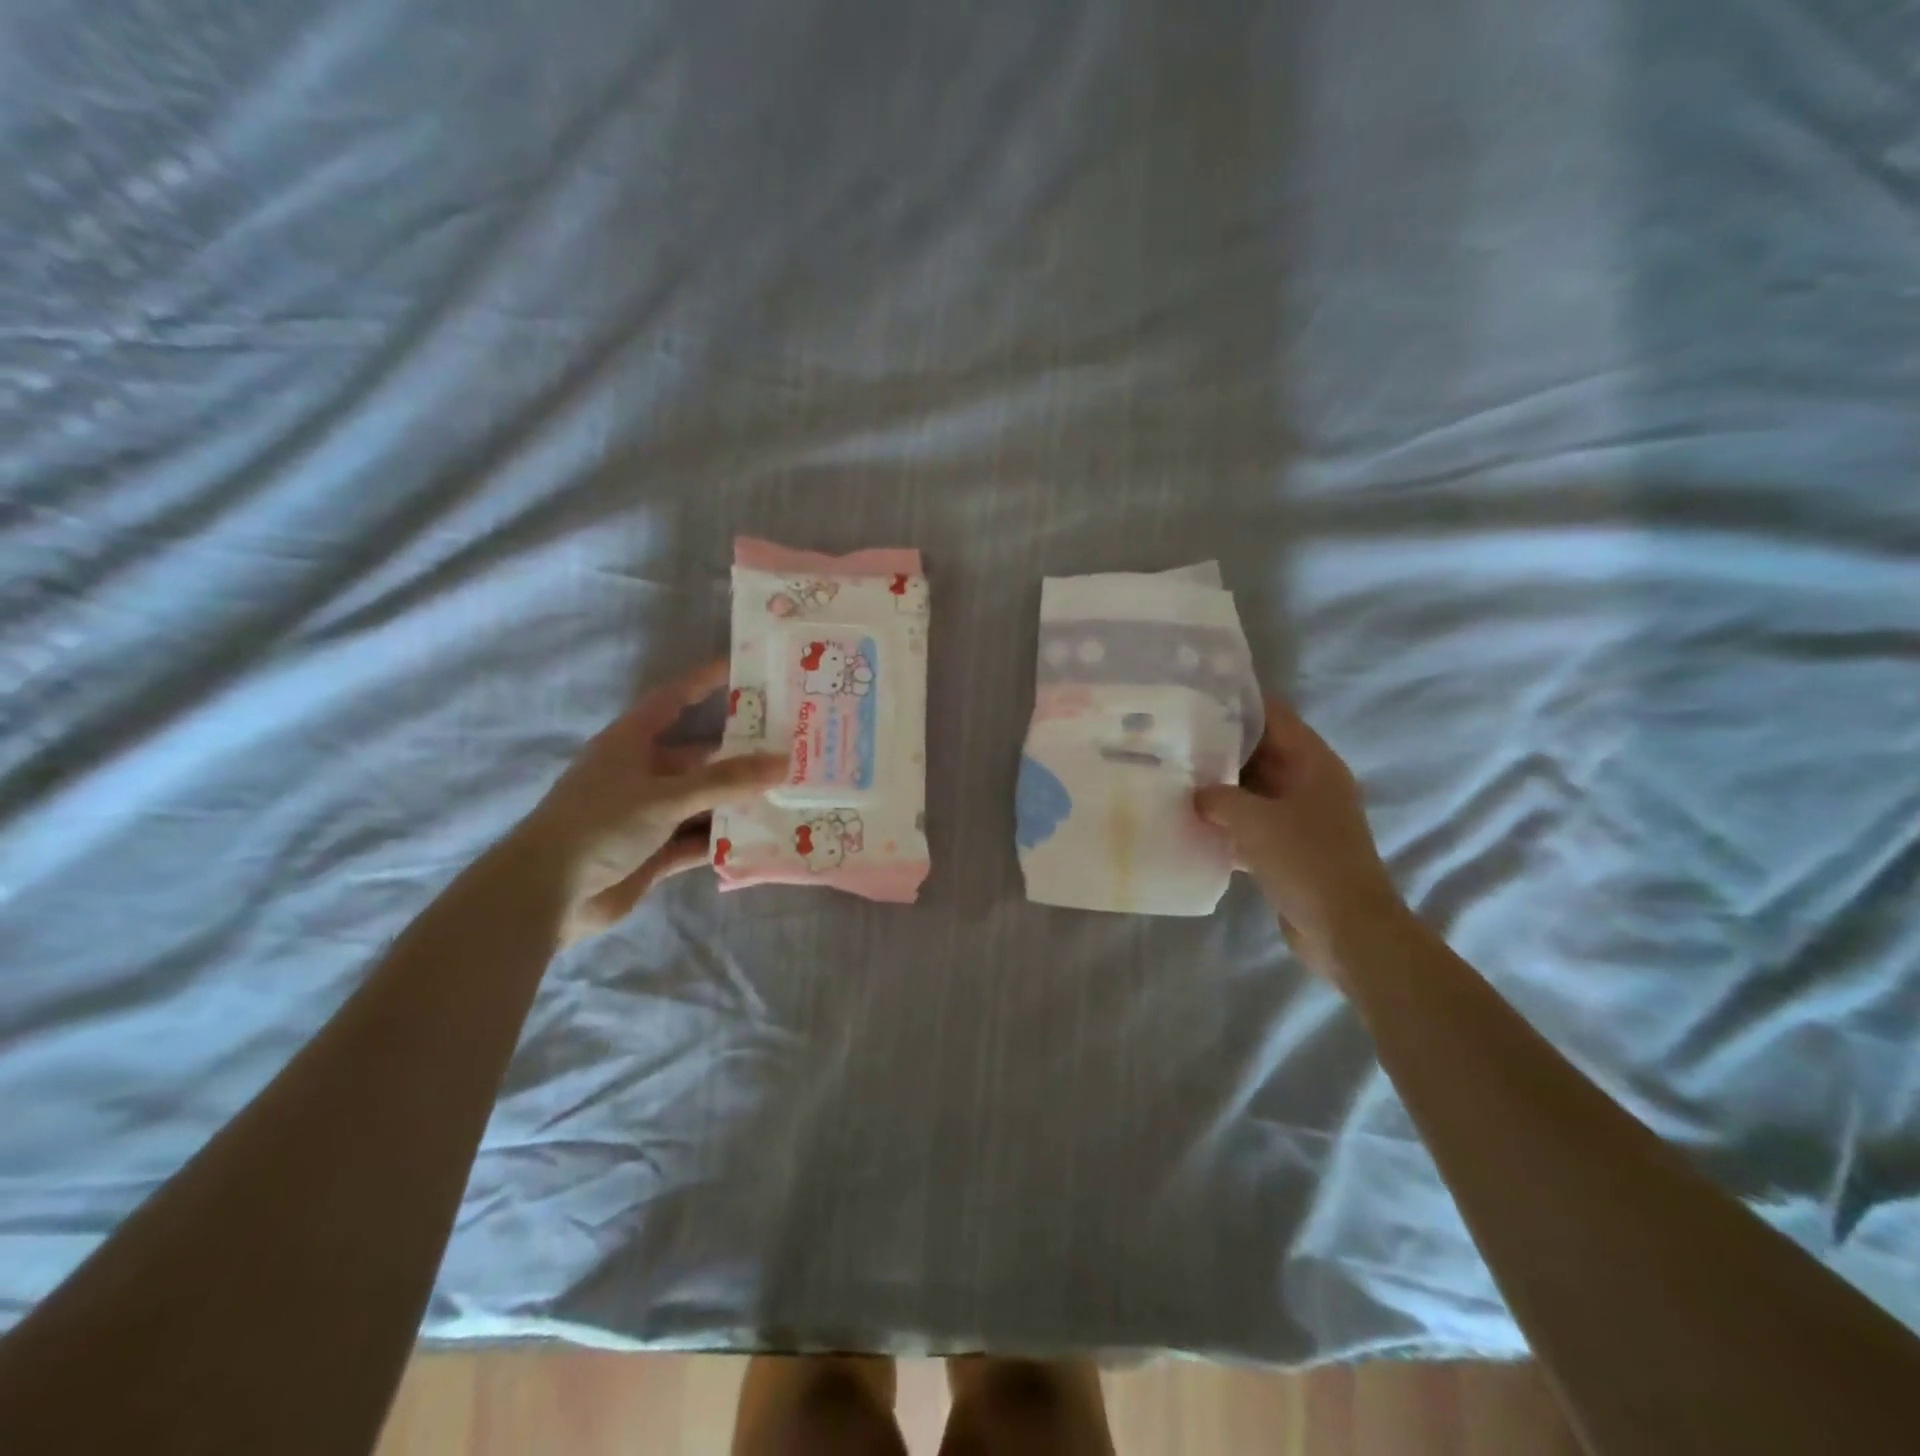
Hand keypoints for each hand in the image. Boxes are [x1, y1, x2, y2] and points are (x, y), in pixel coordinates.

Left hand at [517, 659, 783, 943]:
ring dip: (738, 799)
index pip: (674, 698)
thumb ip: (726, 781)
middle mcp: (642, 772)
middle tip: (789, 743)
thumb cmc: (599, 826)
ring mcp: (649, 814)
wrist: (546, 896)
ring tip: (788, 791)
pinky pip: (699, 838)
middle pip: (699, 755)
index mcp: (631, 742)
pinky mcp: (655, 851)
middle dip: (740, 752)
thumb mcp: (665, 796)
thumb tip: (784, 762)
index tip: (745, 668)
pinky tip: (762, 836)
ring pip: (704, 799)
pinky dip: (725, 837)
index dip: (706, 680)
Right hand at [1195, 695, 1402, 971]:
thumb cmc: (1308, 863)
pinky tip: (1189, 824)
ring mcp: (1298, 816)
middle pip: (1258, 751)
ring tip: (1171, 777)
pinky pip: (1250, 823)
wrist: (1348, 931)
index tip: (1192, 696)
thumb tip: (1195, 794)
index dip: (1235, 701)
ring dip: (1218, 788)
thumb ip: (1219, 798)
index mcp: (1312, 762)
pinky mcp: (1288, 847)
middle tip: (1170, 739)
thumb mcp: (1256, 822)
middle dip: (1217, 746)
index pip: (1272, 715)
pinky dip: (1225, 822)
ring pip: (1251, 789)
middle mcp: (1308, 782)